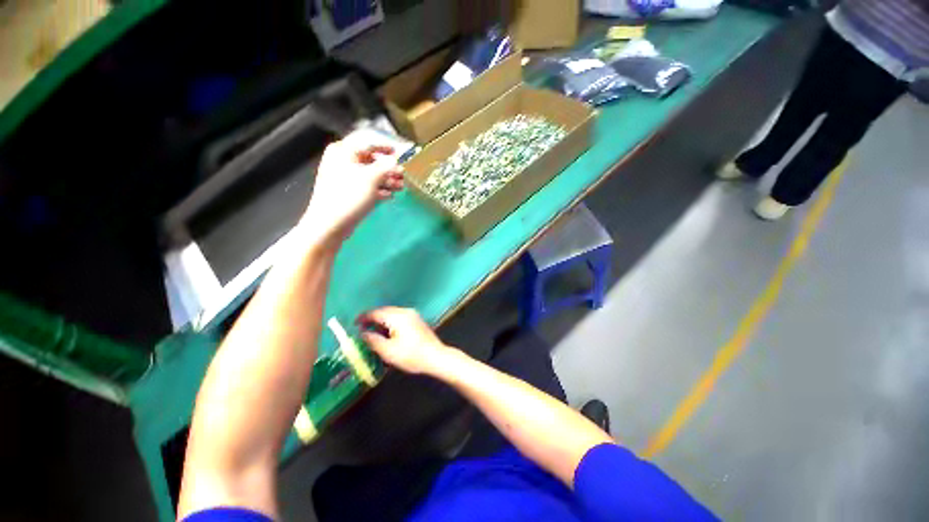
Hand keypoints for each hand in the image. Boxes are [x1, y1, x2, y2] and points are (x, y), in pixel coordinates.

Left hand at [303, 140, 404, 242]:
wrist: (330, 223)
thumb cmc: (349, 196)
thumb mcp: (371, 178)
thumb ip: (386, 167)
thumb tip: (395, 161)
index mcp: (344, 151)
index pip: (368, 143)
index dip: (385, 148)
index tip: (398, 153)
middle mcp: (342, 161)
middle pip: (370, 160)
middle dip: (388, 168)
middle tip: (402, 175)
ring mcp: (344, 177)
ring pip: (370, 174)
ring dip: (386, 180)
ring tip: (400, 187)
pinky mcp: (347, 192)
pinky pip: (366, 186)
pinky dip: (378, 189)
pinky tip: (389, 195)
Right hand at [357, 307, 453, 374]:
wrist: (436, 356)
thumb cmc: (411, 355)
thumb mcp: (388, 351)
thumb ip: (373, 340)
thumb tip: (363, 333)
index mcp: (397, 317)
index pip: (376, 312)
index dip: (364, 317)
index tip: (354, 324)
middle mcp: (405, 311)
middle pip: (384, 311)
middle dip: (372, 318)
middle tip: (362, 328)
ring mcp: (413, 315)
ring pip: (392, 313)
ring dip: (382, 320)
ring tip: (373, 331)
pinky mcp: (417, 320)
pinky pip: (399, 317)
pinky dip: (390, 322)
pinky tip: (388, 332)